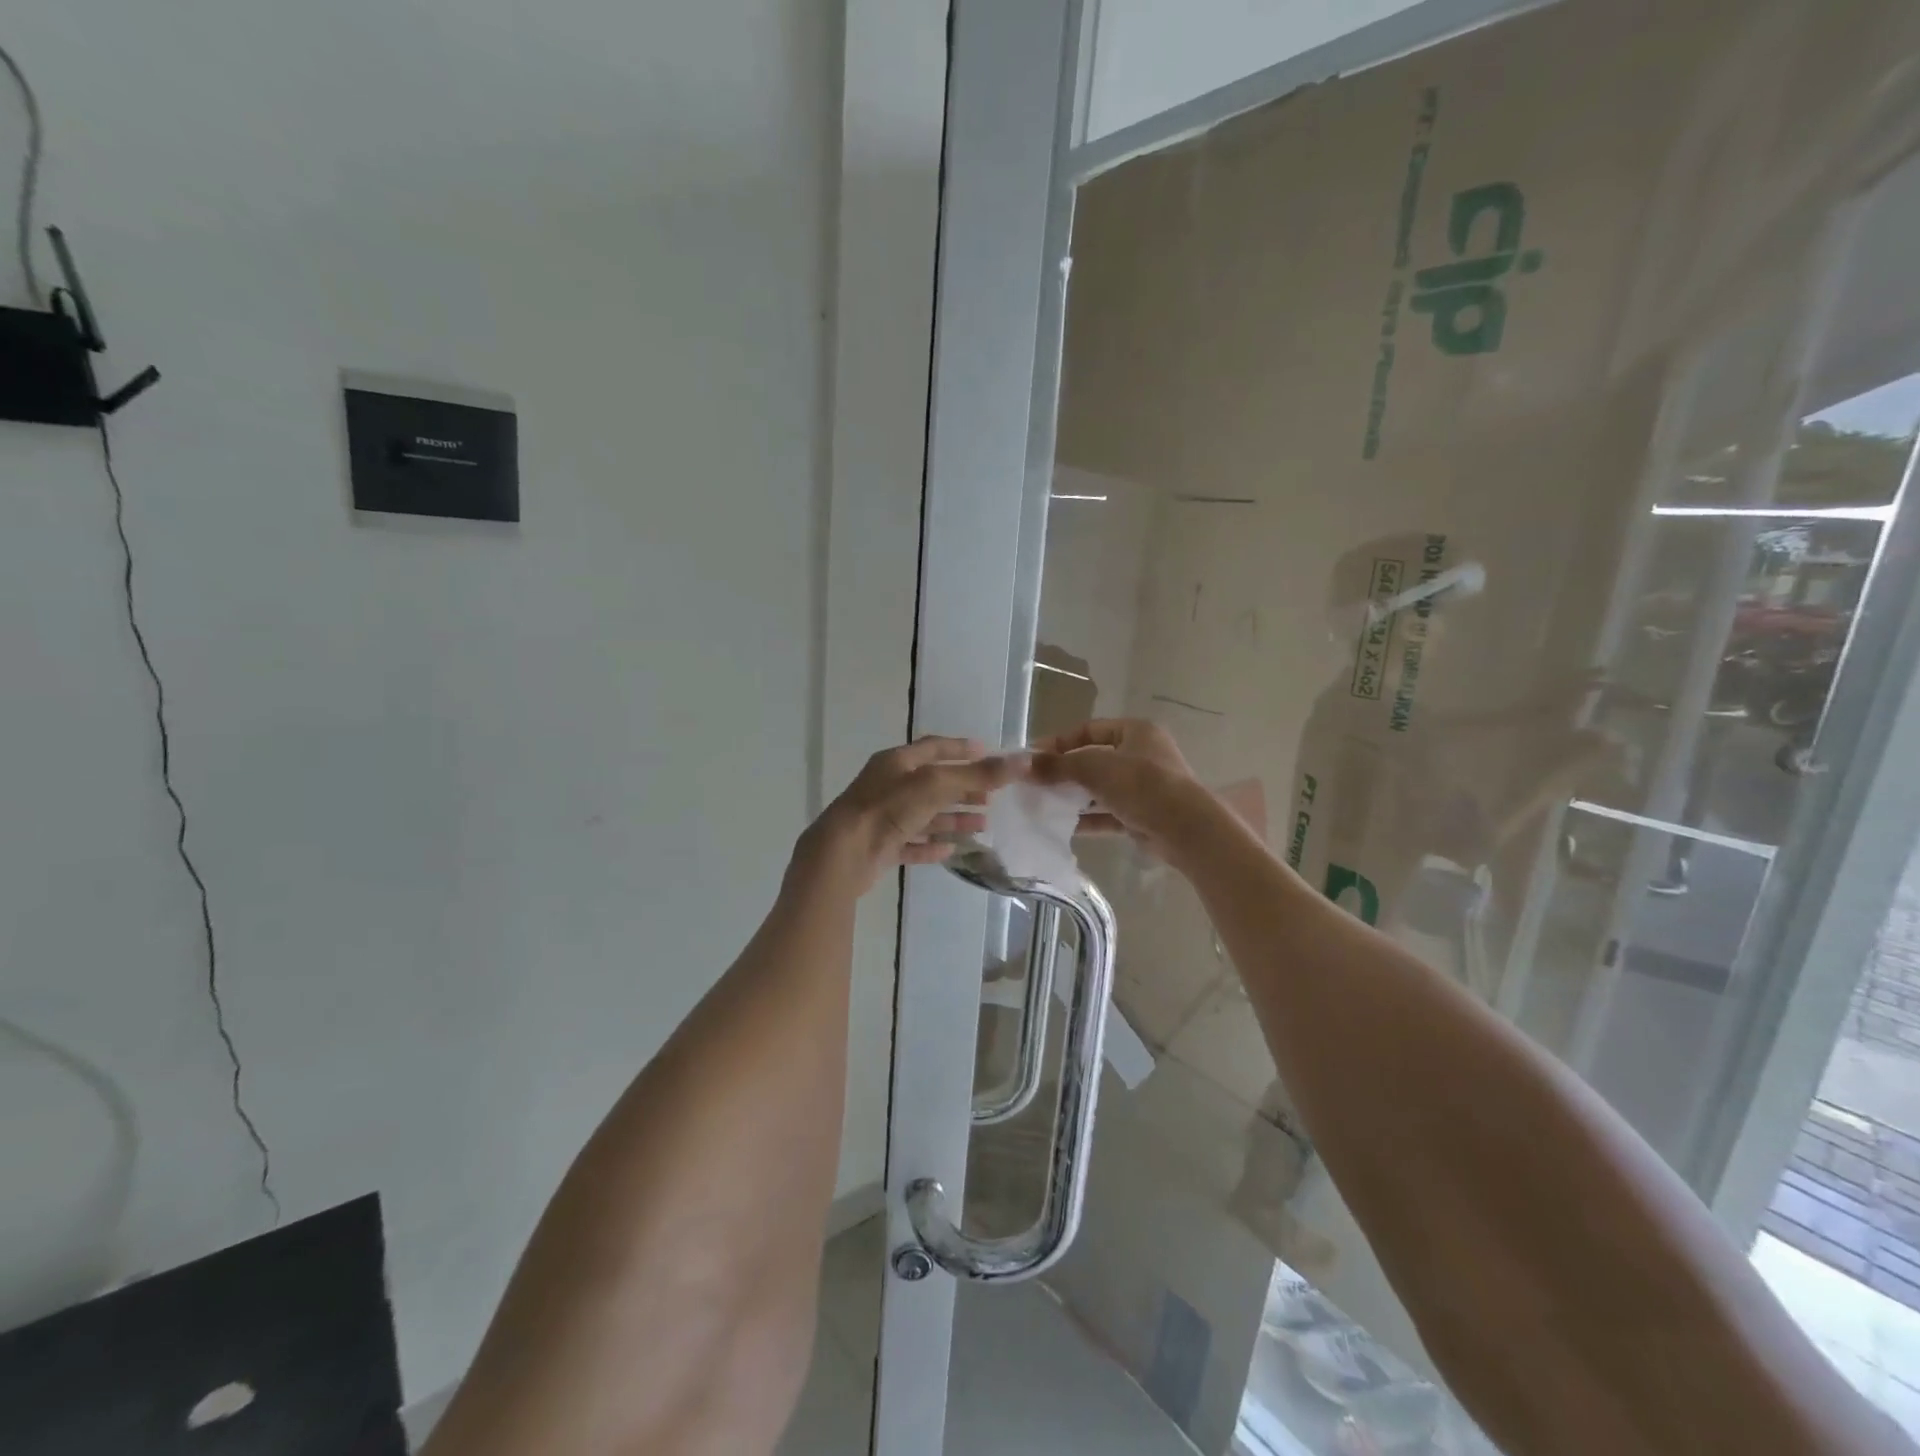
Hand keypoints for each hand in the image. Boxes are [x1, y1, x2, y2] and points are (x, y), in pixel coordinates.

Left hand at [794, 737, 1016, 896]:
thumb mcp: (937, 785)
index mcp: (897, 762)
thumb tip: (1024, 760)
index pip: (934, 748)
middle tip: (992, 796)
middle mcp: (889, 786)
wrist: (843, 854)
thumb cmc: (889, 809)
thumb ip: (979, 774)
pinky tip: (952, 850)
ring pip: (925, 814)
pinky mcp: (881, 847)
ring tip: (983, 824)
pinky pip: (913, 843)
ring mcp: (884, 818)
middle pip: (933, 783)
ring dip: (953, 818)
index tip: (988, 752)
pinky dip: (933, 844)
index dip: (962, 749)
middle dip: (963, 788)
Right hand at [1029, 719, 1214, 860]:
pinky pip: (1108, 813)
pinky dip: (1088, 818)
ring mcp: (1144, 787)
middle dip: (1064, 772)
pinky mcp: (1143, 816)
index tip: (1032, 757)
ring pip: (1100, 788)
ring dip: (1074, 796)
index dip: (1059, 742)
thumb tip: (1019, 764)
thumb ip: (1056, 766)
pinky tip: (1063, 826)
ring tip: (1043, 805)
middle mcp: (1141, 755)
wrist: (1185, 829)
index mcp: (1135, 731)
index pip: (1089, 729)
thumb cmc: (1142, 785)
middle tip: (1034, 783)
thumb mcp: (1094, 768)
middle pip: (1093, 759)